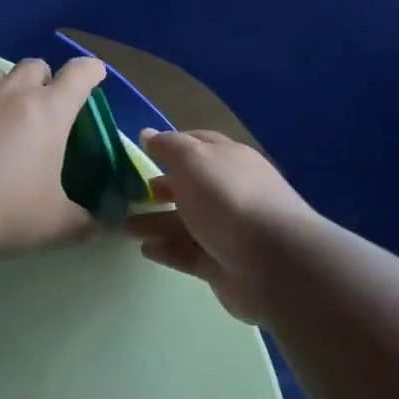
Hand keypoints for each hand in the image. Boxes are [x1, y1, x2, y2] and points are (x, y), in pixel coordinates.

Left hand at [0, 57, 108, 255]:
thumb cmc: (6, 211)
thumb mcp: (55, 225)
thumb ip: (84, 222)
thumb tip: (103, 226)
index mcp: (48, 112)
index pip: (80, 75)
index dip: (90, 71)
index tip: (93, 76)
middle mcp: (10, 91)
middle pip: (34, 66)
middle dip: (41, 81)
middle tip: (38, 110)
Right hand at [129, 129, 320, 323]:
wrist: (273, 263)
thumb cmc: (229, 199)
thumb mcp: (193, 159)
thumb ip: (168, 147)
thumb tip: (148, 133)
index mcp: (228, 159)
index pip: (197, 144)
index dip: (170, 146)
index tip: (141, 151)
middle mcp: (230, 191)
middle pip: (190, 186)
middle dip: (160, 188)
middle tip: (128, 193)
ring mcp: (228, 230)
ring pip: (185, 222)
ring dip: (155, 221)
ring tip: (125, 227)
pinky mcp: (222, 265)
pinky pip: (188, 253)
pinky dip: (167, 250)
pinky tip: (145, 250)